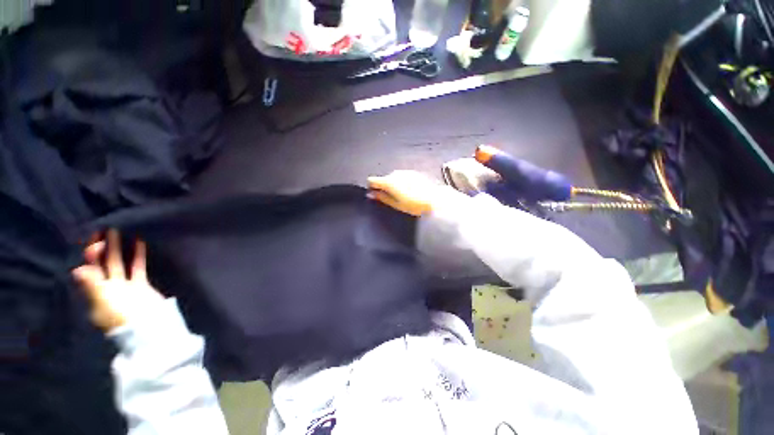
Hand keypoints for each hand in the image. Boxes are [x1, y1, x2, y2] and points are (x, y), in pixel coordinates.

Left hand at [72, 230, 163, 331]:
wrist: (148, 326)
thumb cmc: (122, 316)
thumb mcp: (104, 302)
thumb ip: (92, 285)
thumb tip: (76, 269)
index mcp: (95, 293)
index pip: (89, 270)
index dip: (88, 255)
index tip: (90, 239)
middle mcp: (107, 288)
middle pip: (102, 264)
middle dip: (100, 248)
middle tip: (100, 229)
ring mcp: (124, 286)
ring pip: (118, 263)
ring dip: (117, 248)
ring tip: (117, 231)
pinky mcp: (140, 285)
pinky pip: (137, 267)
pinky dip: (137, 255)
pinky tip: (138, 243)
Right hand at [367, 170, 441, 215]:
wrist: (434, 199)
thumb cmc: (414, 204)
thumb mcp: (396, 204)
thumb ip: (382, 198)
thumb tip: (371, 194)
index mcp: (389, 182)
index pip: (372, 180)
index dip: (372, 187)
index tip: (375, 194)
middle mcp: (395, 174)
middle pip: (383, 179)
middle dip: (384, 188)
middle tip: (392, 199)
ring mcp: (404, 172)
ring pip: (393, 178)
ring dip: (394, 185)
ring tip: (403, 196)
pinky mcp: (412, 172)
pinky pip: (402, 177)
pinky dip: (402, 183)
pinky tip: (410, 191)